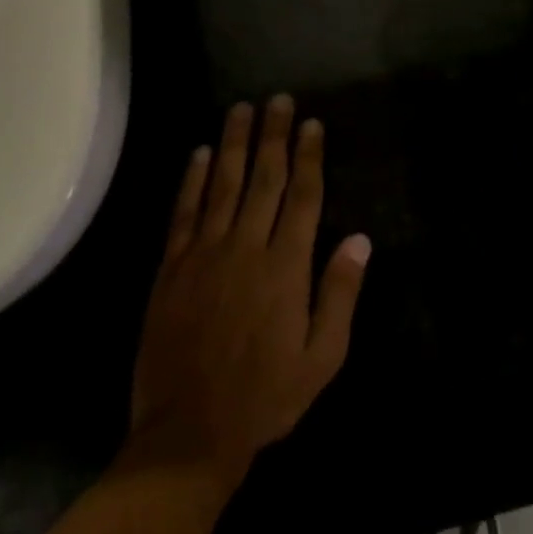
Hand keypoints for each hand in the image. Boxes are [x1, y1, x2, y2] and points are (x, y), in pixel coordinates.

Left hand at [127, 97, 370, 484]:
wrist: (188, 434)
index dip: (309, 156)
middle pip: (264, 178)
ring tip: (241, 109)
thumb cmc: (266, 396)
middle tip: (277, 99)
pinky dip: (191, 180)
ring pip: (222, 185)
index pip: (303, 196)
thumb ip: (340, 294)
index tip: (311, 124)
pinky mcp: (172, 269)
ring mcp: (204, 255)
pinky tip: (198, 154)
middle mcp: (246, 248)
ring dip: (232, 144)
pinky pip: (184, 213)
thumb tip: (360, 240)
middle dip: (273, 135)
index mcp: (286, 266)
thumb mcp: (323, 357)